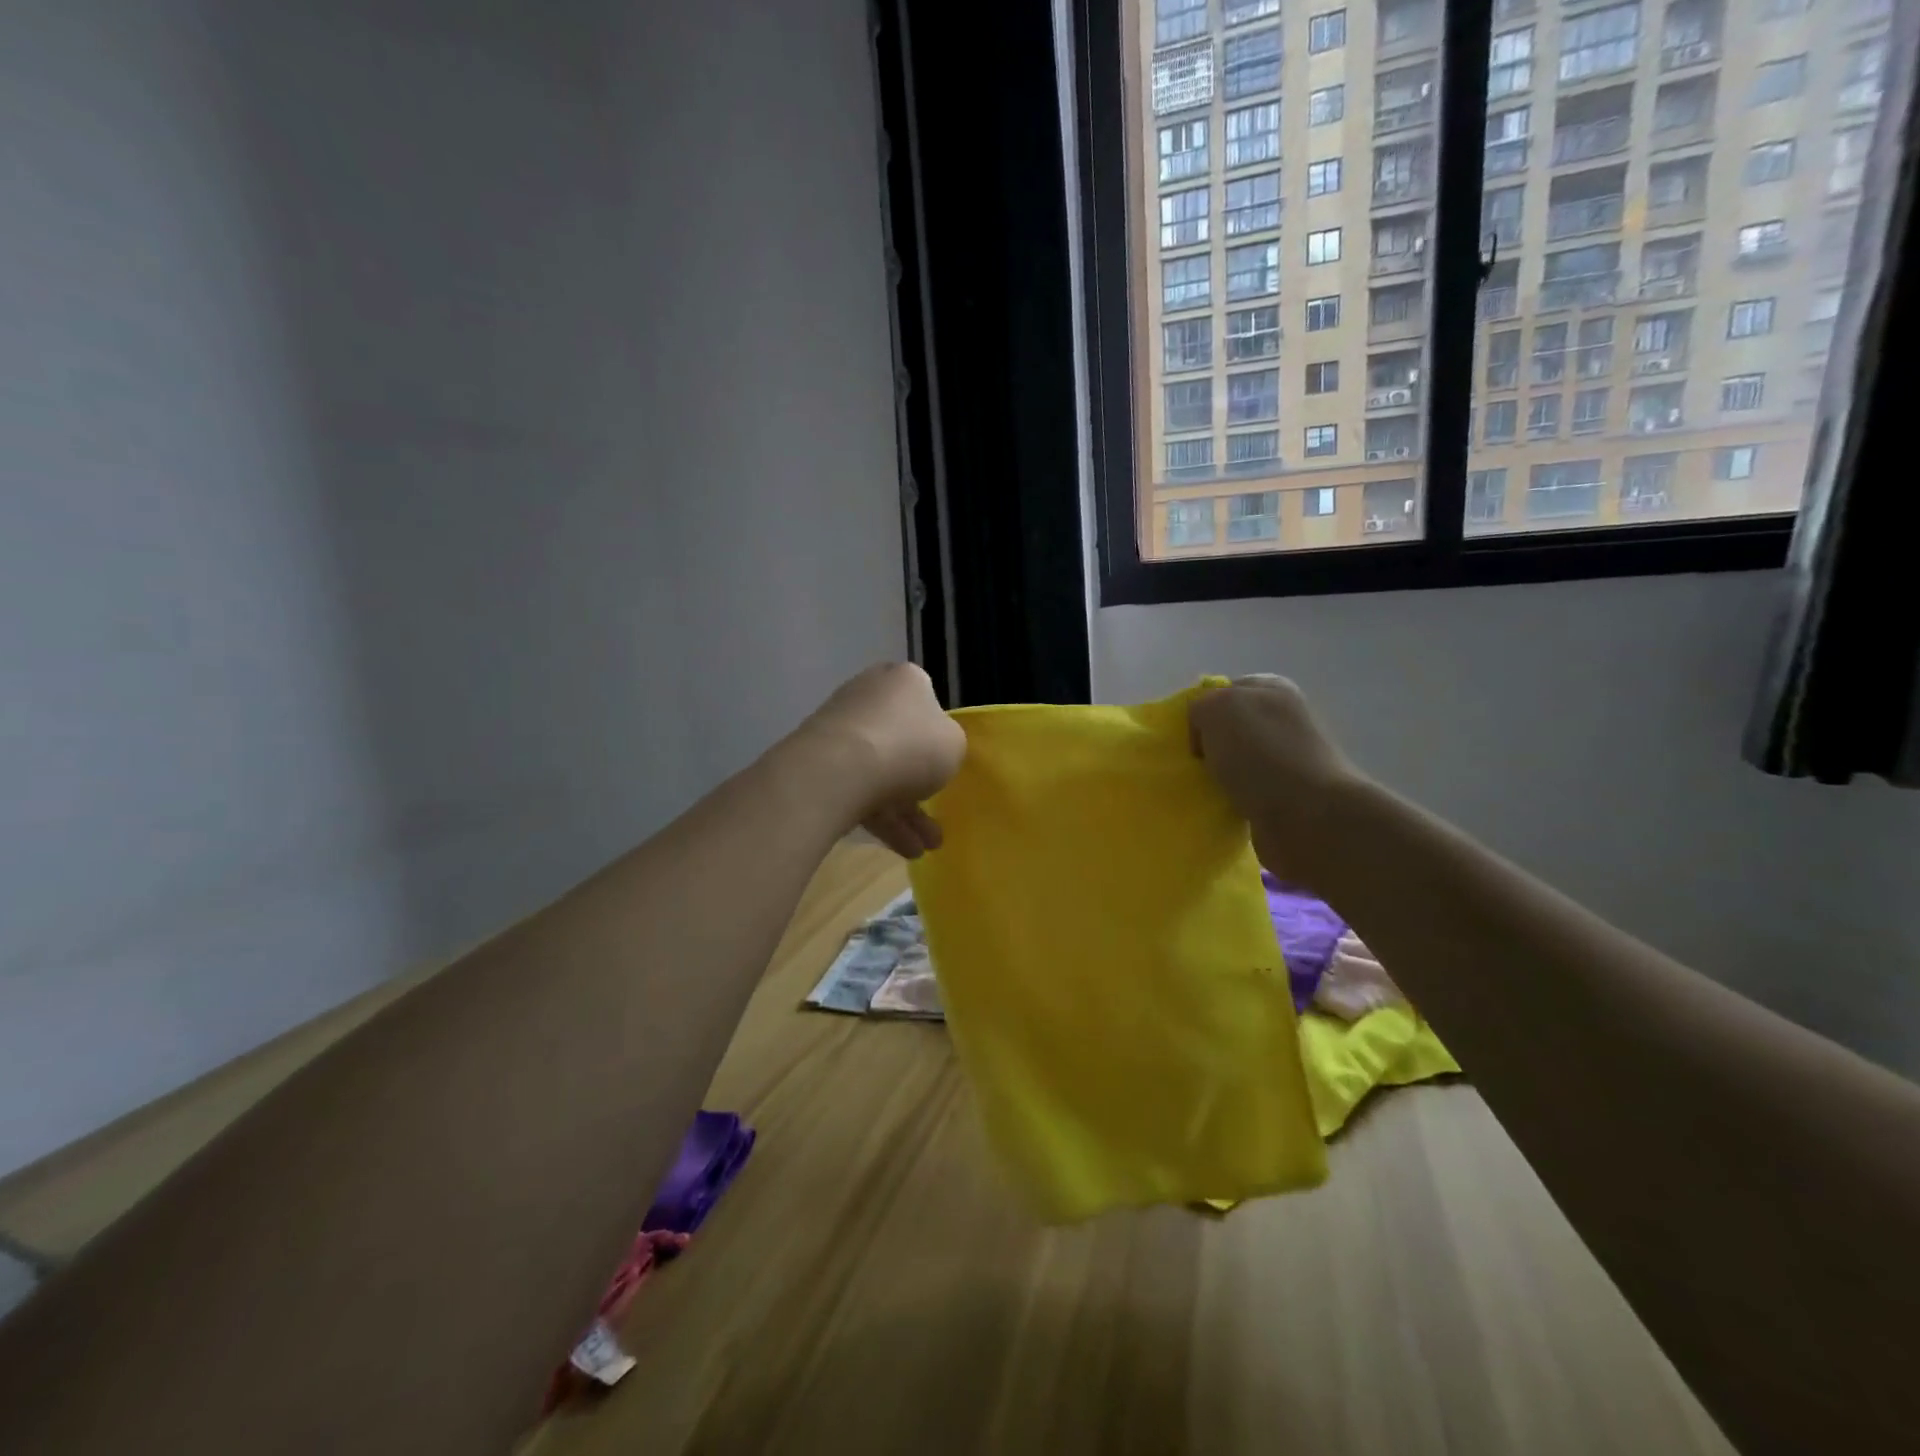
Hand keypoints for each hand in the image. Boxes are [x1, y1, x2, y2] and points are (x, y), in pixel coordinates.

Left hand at [792, 663, 965, 858]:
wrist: (841, 769)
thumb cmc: (911, 746)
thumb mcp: (955, 745)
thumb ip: (948, 743)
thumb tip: (932, 748)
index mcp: (905, 680)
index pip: (925, 699)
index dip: (937, 732)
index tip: (944, 761)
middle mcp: (870, 695)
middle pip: (901, 740)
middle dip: (920, 785)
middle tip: (936, 817)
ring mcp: (841, 728)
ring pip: (881, 771)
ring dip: (904, 813)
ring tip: (924, 849)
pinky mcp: (819, 761)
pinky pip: (858, 789)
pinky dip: (880, 818)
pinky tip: (901, 850)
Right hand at [1188, 674, 1364, 882]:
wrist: (1309, 818)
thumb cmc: (1261, 754)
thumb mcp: (1217, 708)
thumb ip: (1200, 705)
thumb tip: (1204, 733)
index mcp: (1273, 689)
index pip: (1223, 690)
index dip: (1201, 710)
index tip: (1191, 735)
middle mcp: (1284, 719)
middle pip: (1228, 727)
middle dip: (1208, 745)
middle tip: (1194, 764)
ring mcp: (1288, 759)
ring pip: (1235, 761)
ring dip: (1216, 775)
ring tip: (1204, 789)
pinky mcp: (1287, 796)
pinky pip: (1244, 792)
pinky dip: (1229, 800)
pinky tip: (1222, 807)